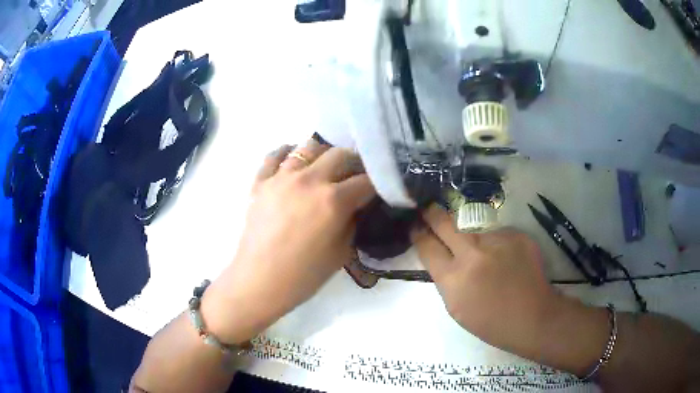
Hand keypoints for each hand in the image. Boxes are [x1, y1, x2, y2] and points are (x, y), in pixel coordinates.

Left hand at [203, 140, 375, 343]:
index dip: (378, 183)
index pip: (366, 181)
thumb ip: (353, 222)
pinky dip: (287, 153)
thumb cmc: (303, 275)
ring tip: (325, 167)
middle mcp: (310, 180)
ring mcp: (282, 177)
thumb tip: (357, 205)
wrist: (260, 281)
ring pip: (308, 147)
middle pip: (341, 154)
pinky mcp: (261, 181)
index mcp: (333, 200)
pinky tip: (293, 160)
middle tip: (355, 175)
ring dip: (323, 154)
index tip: (380, 187)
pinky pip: (274, 155)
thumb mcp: (341, 253)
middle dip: (355, 163)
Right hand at [411, 205, 563, 353]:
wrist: (533, 317)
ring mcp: (497, 241)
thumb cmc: (491, 322)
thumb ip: (446, 278)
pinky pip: (498, 235)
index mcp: (453, 279)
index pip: (427, 246)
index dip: (418, 234)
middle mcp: (473, 254)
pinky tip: (508, 261)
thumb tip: (441, 255)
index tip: (415, 226)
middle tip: (428, 208)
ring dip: (474, 240)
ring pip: (475, 231)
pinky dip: (498, 245)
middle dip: (432, 214)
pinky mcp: (516, 234)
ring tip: (489, 260)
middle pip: (444, 223)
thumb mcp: (456, 307)